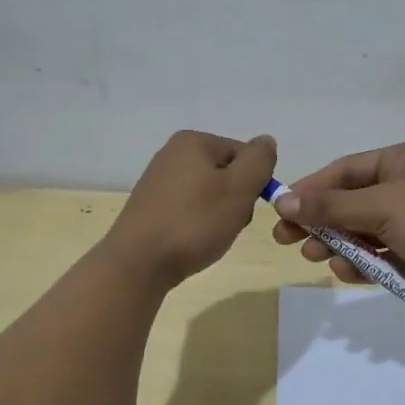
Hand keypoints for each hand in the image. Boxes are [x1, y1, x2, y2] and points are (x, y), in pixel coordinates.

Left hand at [104, 130, 277, 290]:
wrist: (138, 263)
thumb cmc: (194, 222)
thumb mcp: (239, 188)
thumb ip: (259, 161)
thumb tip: (266, 141)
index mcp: (193, 141)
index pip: (245, 154)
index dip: (254, 182)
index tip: (244, 207)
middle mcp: (172, 153)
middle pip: (226, 173)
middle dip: (235, 199)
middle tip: (227, 224)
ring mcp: (158, 180)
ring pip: (209, 194)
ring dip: (218, 215)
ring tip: (208, 236)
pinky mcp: (150, 206)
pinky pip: (188, 209)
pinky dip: (197, 224)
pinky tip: (191, 241)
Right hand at [270, 142, 404, 306]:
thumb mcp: (381, 206)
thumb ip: (331, 205)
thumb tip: (283, 200)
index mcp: (402, 161)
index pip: (345, 171)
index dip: (311, 189)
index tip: (281, 209)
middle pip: (349, 202)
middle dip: (319, 220)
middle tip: (286, 239)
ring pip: (361, 231)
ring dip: (336, 243)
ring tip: (315, 256)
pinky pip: (378, 254)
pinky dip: (361, 262)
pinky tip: (346, 271)